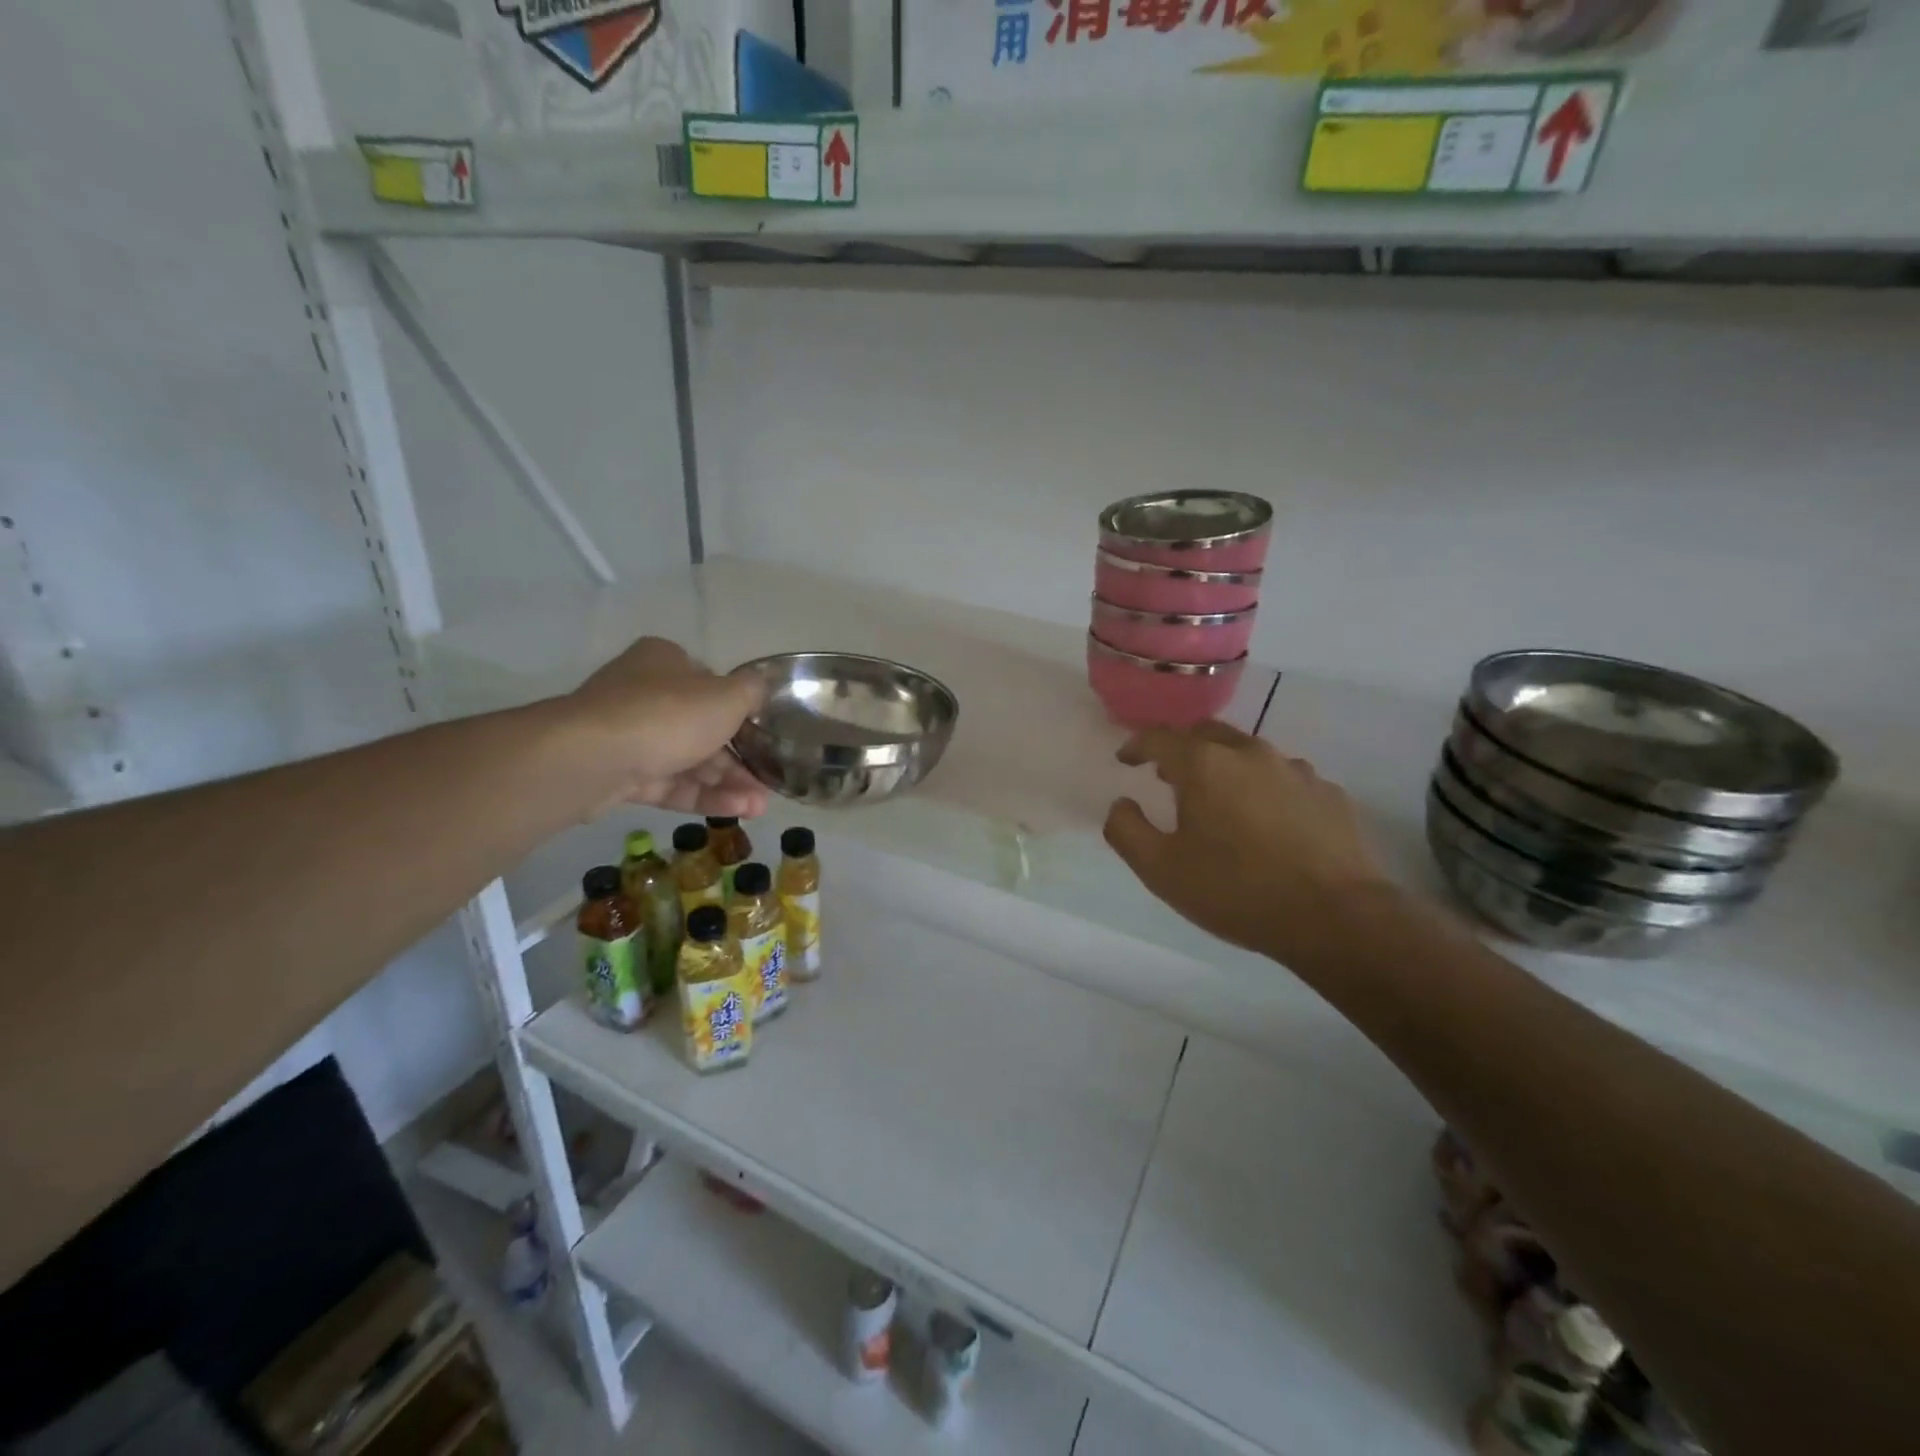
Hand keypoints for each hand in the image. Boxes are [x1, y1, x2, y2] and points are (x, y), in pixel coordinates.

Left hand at [566, 637, 768, 817]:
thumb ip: (751, 691)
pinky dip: (702, 796)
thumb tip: (759, 689)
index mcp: (665, 662)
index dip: (738, 710)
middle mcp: (643, 693)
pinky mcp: (619, 775)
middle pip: (702, 728)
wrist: (594, 758)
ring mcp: (628, 736)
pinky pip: (669, 784)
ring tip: (759, 808)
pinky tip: (735, 811)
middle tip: (766, 784)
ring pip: (687, 760)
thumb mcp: (727, 695)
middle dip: (739, 760)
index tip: (762, 736)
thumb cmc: (668, 714)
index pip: (709, 683)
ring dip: (727, 783)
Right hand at [1103, 722, 1395, 964]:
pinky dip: (1264, 789)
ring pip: (1249, 753)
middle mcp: (1250, 753)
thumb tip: (1121, 804)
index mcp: (1205, 765)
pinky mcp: (1329, 793)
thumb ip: (1127, 830)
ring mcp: (1295, 770)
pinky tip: (1267, 823)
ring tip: (1220, 802)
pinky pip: (1284, 779)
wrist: (1337, 918)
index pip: (1159, 737)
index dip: (1136, 744)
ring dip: (1225, 768)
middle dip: (1182, 749)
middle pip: (1207, 733)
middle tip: (1170, 777)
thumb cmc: (1237, 891)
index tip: (1126, 760)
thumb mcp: (1161, 870)